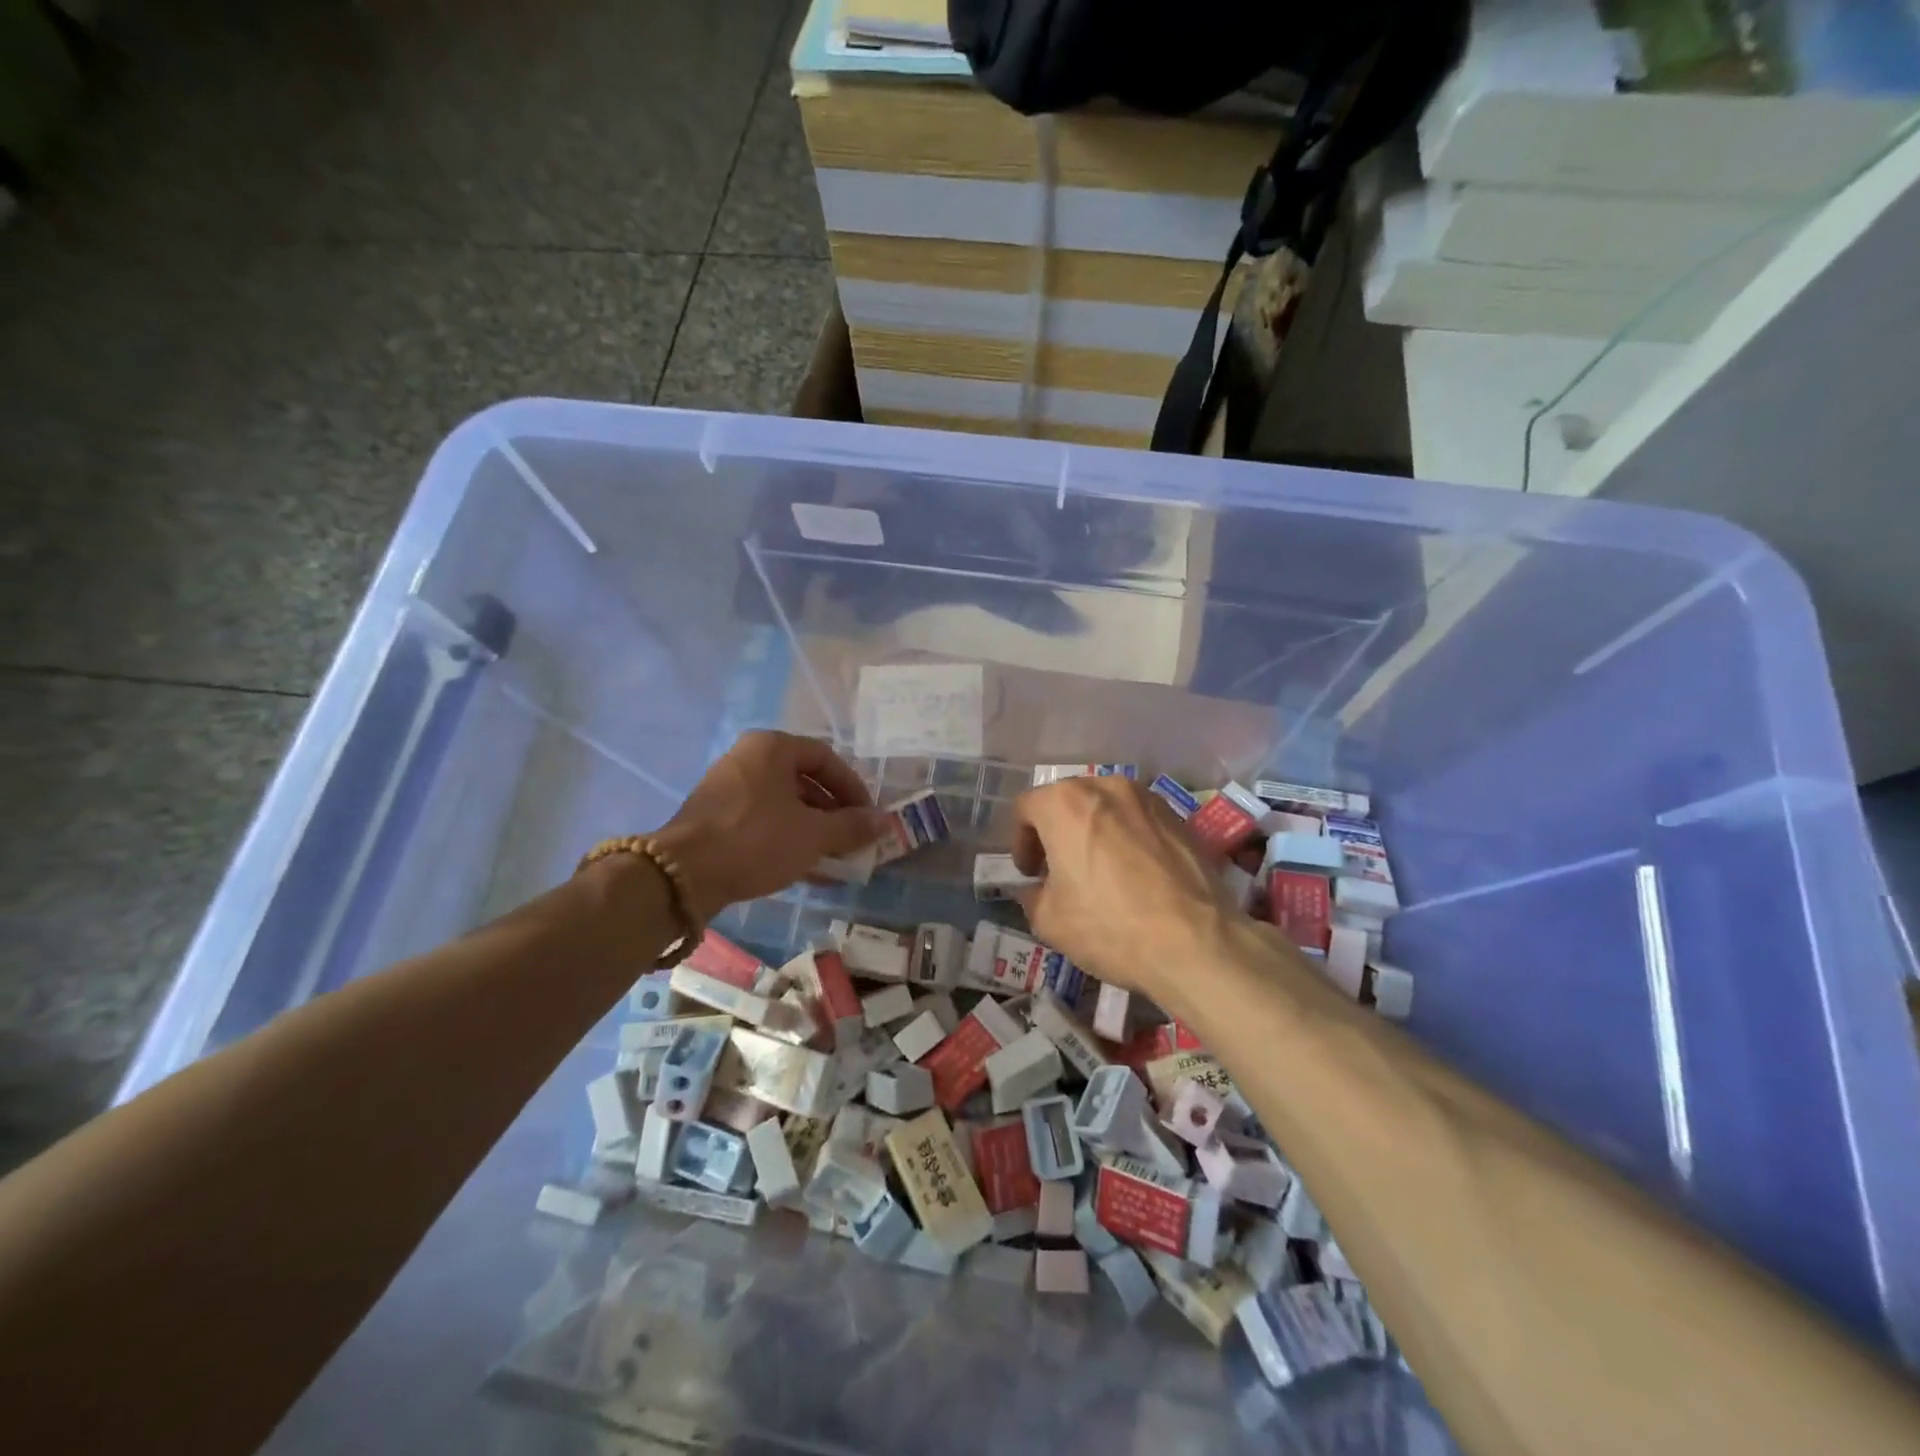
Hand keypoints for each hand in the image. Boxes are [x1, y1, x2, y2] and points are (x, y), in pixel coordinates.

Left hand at [652, 732, 888, 922]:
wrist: (683, 874)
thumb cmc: (756, 840)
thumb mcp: (813, 834)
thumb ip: (852, 826)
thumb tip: (887, 822)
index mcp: (772, 747)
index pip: (826, 758)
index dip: (853, 787)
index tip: (868, 816)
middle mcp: (748, 758)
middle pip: (804, 780)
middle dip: (833, 812)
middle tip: (853, 838)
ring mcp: (728, 788)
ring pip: (783, 804)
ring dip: (813, 829)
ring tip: (834, 858)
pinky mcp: (715, 817)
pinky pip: (762, 821)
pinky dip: (787, 839)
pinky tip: (806, 869)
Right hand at [1012, 777, 1239, 1004]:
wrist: (1197, 942)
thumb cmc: (1110, 926)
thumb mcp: (1049, 921)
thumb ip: (1033, 895)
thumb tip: (1038, 889)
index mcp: (1065, 803)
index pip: (1026, 808)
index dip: (1020, 842)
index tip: (1030, 873)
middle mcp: (1105, 787)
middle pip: (1067, 801)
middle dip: (1057, 832)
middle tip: (1059, 871)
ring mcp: (1147, 798)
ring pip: (1105, 808)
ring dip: (1093, 832)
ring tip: (1100, 872)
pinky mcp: (1179, 817)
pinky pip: (1138, 821)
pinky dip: (1127, 839)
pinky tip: (1135, 876)